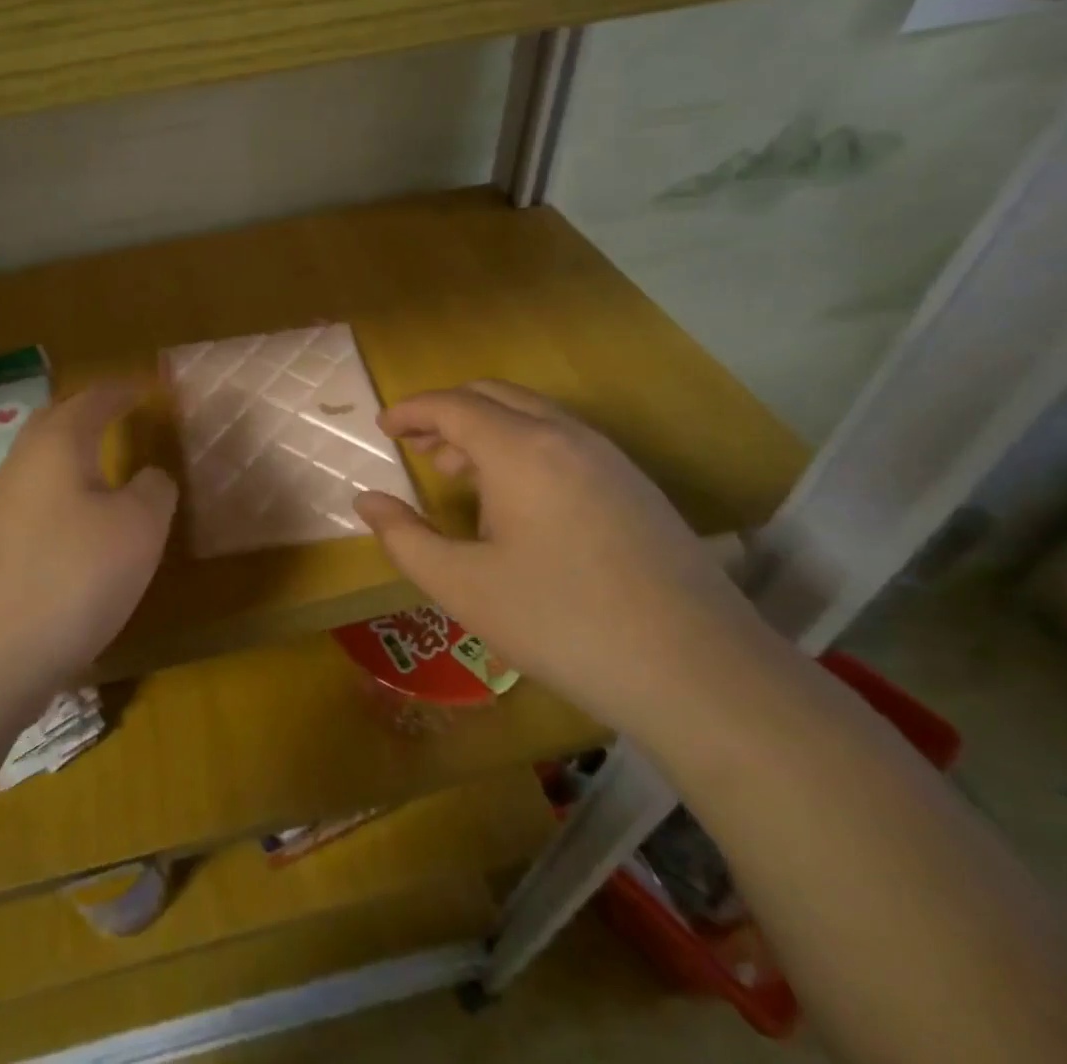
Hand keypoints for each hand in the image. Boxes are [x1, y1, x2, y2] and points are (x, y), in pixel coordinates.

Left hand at [0, 383, 176, 697]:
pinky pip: (36, 499)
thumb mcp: (139, 528)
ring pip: (42, 463)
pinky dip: (64, 494)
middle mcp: (23, 464)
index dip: (123, 392)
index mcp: (58, 444)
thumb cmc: (73, 575)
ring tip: (108, 468)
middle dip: (88, 414)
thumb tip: (151, 477)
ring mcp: (1, 505)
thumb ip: (154, 490)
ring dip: (74, 456)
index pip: (94, 399)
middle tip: (122, 417)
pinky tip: (82, 523)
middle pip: (55, 422)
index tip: (148, 390)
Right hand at [353, 381, 780, 741]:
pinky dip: (522, 447)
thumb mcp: (463, 587)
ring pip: (532, 415)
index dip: (411, 410)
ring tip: (457, 472)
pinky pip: (563, 440)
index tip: (383, 427)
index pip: (452, 405)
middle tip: (415, 446)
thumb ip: (404, 538)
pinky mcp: (635, 486)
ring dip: (485, 429)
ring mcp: (609, 458)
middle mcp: (566, 436)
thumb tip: (367, 501)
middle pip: (493, 395)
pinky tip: (516, 501)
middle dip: (446, 413)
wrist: (699, 672)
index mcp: (521, 449)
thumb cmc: (562, 623)